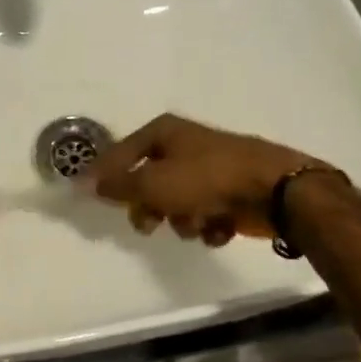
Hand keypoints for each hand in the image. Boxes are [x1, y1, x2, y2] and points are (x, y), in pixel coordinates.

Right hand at [86, 113, 326, 244]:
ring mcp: (209, 169)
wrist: (275, 190)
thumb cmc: (206, 179)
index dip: (104, 175)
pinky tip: (220, 228)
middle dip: (150, 208)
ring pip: (178, 202)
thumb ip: (118, 186)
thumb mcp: (153, 183)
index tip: (89, 197)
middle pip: (149, 182)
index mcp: (164, 133)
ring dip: (183, 220)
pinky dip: (209, 225)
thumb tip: (85, 183)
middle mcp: (184, 146)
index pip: (120, 153)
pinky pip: (206, 213)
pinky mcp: (230, 192)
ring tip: (197, 224)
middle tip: (149, 225)